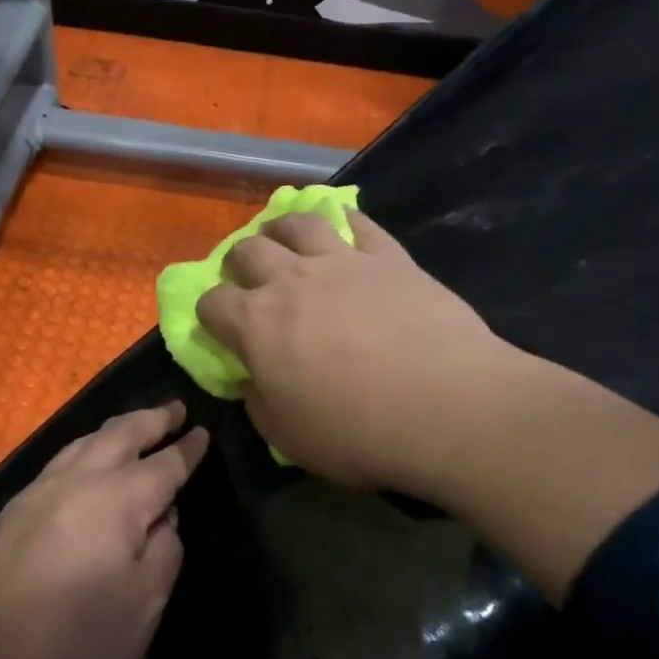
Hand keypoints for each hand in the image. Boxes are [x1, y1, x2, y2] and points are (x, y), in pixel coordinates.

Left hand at [0, 403, 207, 658]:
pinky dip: (85, 447)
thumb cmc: (80, 644)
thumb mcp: (145, 604)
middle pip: (121, 435)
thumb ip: (164, 550)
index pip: (164, 464)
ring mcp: (40, 491)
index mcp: (117, 499)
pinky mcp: (14, 510)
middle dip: (152, 419)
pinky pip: (60, 460)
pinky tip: (88, 459)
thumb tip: (163, 517)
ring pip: (85, 441)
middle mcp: (78, 480)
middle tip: (174, 408)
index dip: (187, 449)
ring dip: (116, 428)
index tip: (202, 432)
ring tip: (136, 425)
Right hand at [195, 211, 527, 499]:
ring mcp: (342, 261)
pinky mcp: (388, 256)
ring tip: (285, 239)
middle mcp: (290, 280)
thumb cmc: (359, 432)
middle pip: (247, 250)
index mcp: (256, 324)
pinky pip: (358, 223)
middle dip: (239, 263)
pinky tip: (344, 227)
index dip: (209, 313)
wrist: (448, 407)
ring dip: (282, 228)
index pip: (212, 303)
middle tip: (251, 279)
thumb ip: (258, 402)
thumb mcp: (288, 437)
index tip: (219, 327)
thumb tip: (251, 378)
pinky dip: (344, 221)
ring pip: (298, 223)